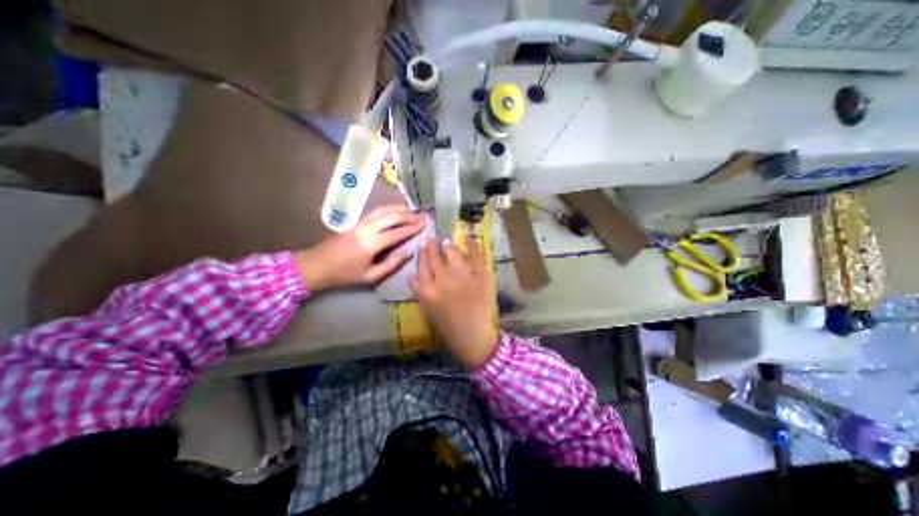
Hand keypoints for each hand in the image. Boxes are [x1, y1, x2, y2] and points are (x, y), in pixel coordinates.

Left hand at [296, 205, 423, 294]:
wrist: (316, 265)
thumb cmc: (344, 275)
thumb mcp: (370, 277)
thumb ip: (391, 265)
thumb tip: (408, 254)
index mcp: (370, 244)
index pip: (396, 232)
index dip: (412, 228)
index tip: (424, 224)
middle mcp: (366, 229)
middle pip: (391, 217)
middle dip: (409, 215)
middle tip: (423, 216)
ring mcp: (359, 222)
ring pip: (383, 210)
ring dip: (399, 209)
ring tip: (413, 210)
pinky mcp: (355, 221)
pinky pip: (376, 211)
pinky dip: (389, 209)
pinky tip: (396, 210)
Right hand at [409, 235, 495, 369]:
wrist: (472, 336)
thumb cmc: (447, 326)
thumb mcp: (427, 310)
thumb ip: (418, 291)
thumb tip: (411, 276)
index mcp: (428, 290)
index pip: (422, 266)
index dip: (422, 253)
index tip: (423, 245)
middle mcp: (443, 281)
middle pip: (435, 257)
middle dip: (433, 245)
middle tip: (433, 238)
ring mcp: (463, 278)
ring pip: (453, 253)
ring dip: (449, 246)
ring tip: (448, 243)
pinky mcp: (481, 277)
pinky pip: (476, 256)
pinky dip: (473, 245)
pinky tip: (469, 238)